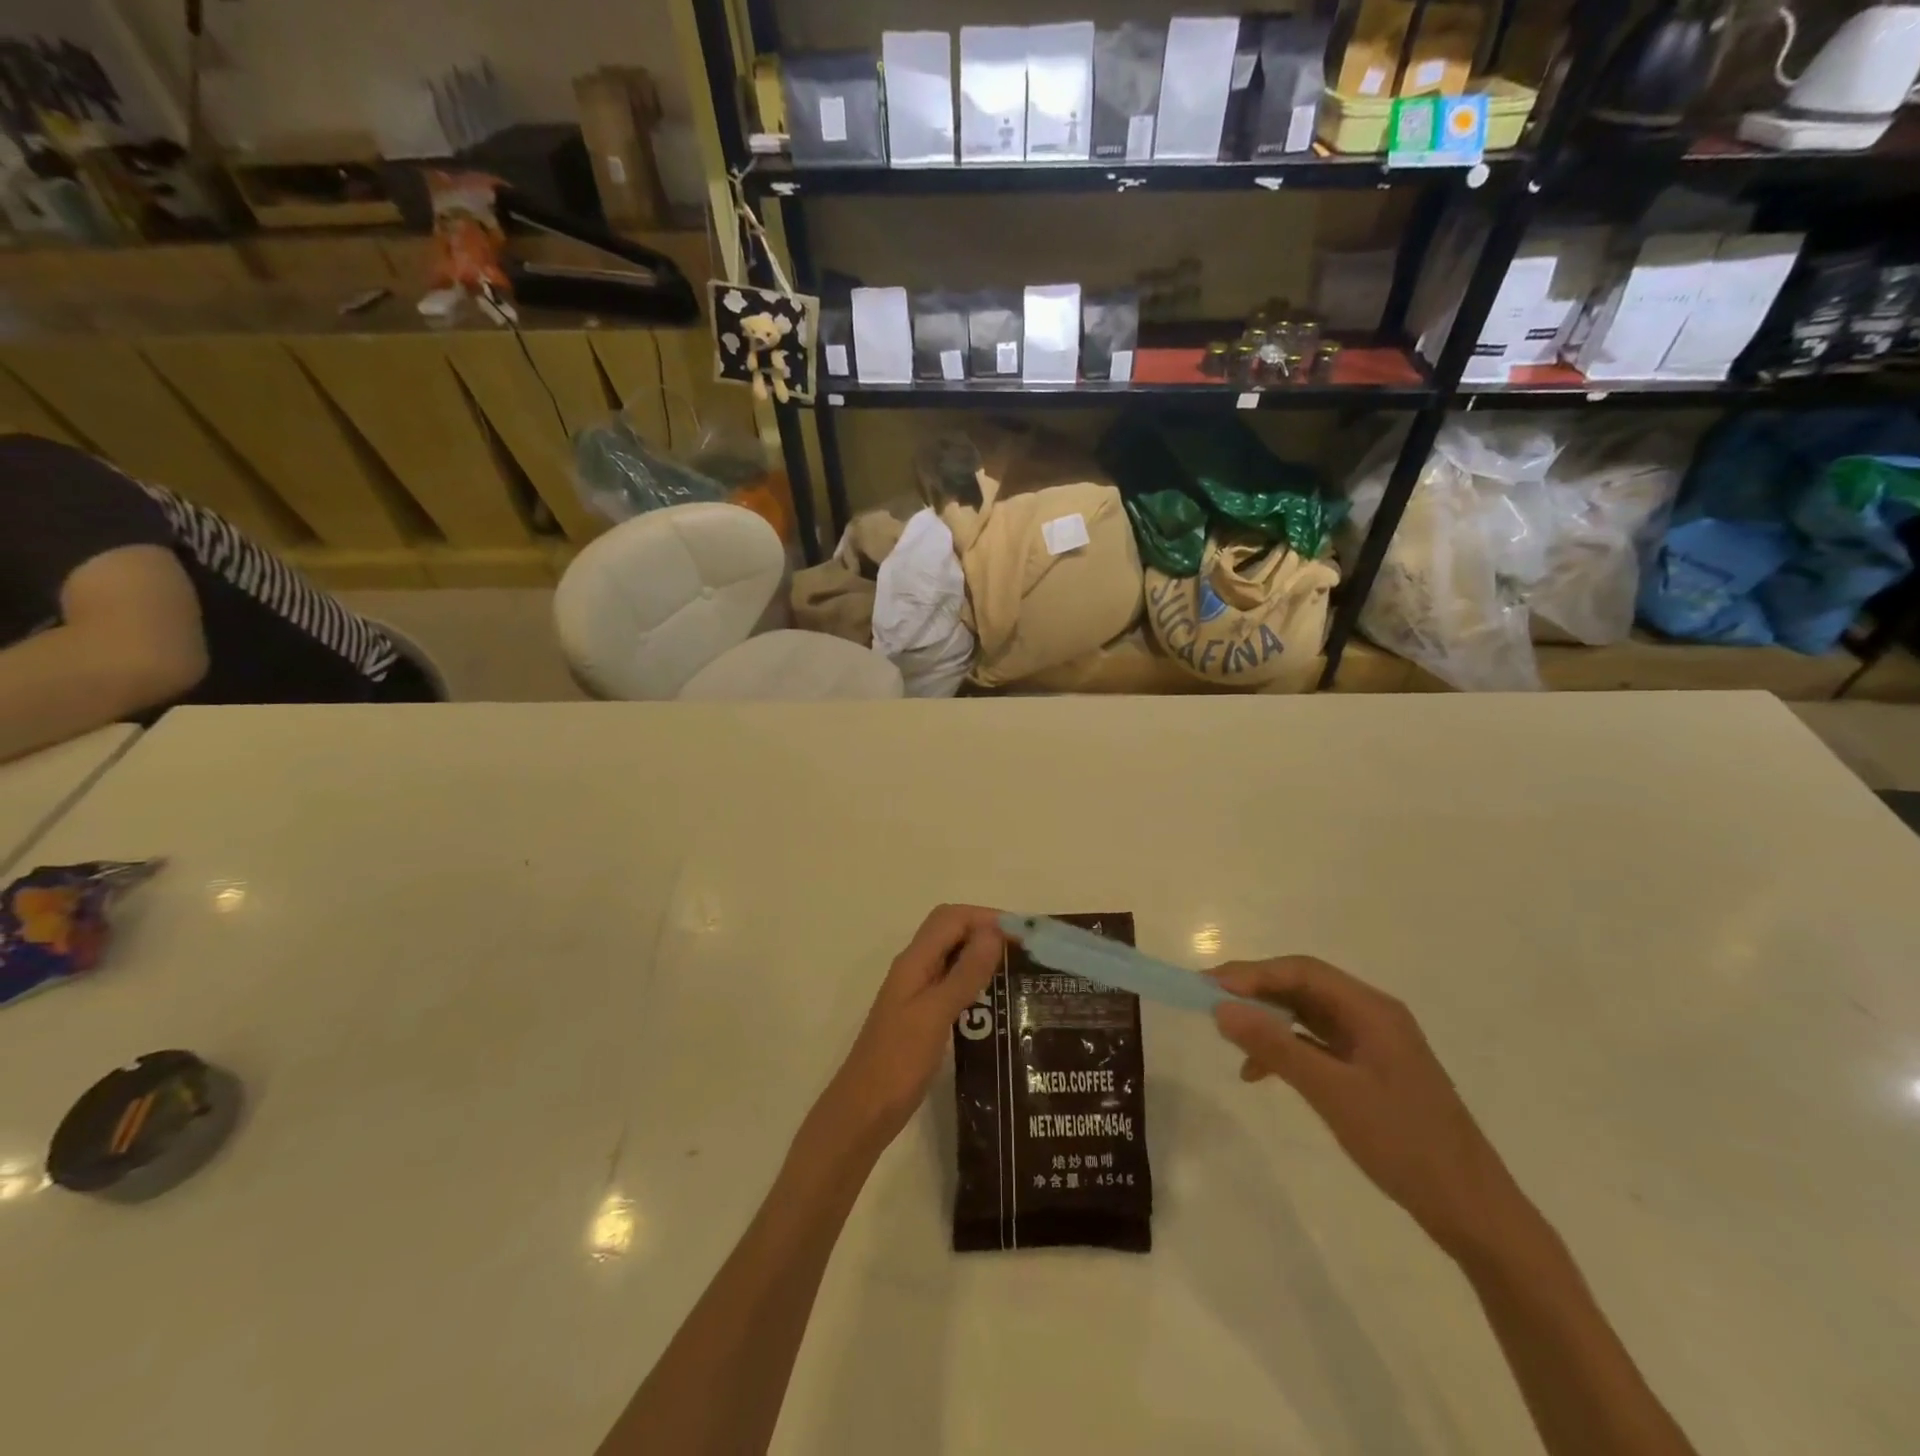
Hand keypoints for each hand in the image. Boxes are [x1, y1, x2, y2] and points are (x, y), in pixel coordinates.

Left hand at [812, 905, 1004, 1160]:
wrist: (863, 1113)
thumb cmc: (897, 1063)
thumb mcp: (934, 1015)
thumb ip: (964, 974)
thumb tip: (994, 932)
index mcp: (914, 962)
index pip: (951, 918)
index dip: (986, 916)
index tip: (1024, 933)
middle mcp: (915, 969)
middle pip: (951, 931)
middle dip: (987, 930)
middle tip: (1025, 950)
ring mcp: (917, 992)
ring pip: (953, 956)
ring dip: (983, 954)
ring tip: (1020, 971)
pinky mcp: (923, 1015)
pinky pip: (952, 983)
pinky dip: (976, 980)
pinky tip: (998, 1001)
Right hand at [1209, 957, 1531, 1260]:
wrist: (1473, 1213)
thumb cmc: (1405, 1144)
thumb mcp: (1333, 1093)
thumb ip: (1276, 1047)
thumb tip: (1221, 1008)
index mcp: (1372, 1010)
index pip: (1302, 972)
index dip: (1252, 974)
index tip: (1208, 986)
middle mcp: (1373, 1016)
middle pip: (1304, 986)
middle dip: (1255, 991)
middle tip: (1208, 1000)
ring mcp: (1373, 1045)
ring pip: (1308, 1014)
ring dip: (1268, 1019)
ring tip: (1227, 1031)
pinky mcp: (1371, 1071)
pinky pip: (1317, 1044)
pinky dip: (1286, 1049)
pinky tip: (1259, 1072)